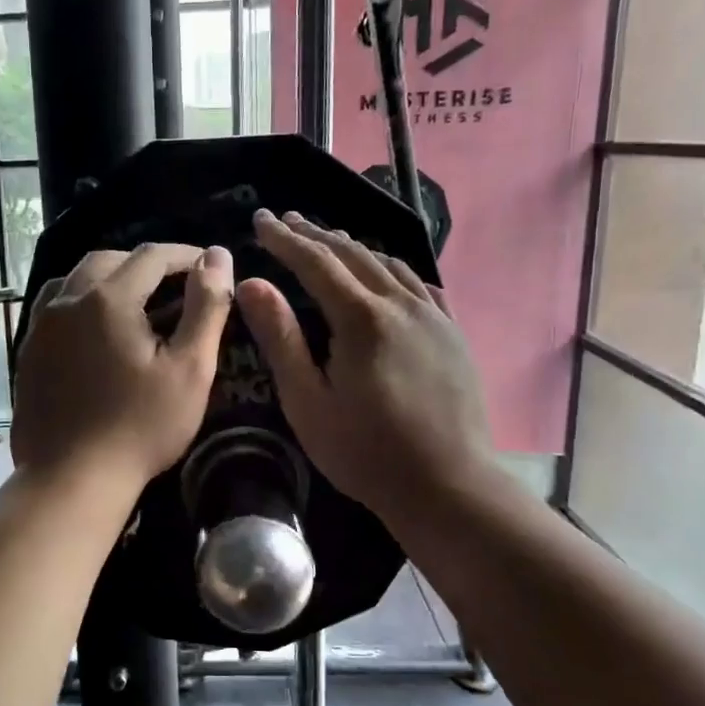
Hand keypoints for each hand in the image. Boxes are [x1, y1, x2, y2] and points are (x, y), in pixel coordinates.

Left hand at [13, 243, 234, 493]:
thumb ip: (206, 307)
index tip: (209, 265)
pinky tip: (96, 327)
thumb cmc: (141, 426)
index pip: (152, 256)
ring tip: (135, 299)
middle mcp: (67, 300)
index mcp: (108, 298)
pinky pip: (56, 307)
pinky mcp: (29, 351)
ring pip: (76, 279)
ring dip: (109, 278)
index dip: (185, 254)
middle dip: (145, 263)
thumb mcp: (190, 369)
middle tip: (175, 283)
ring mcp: (41, 326)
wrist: (72, 477)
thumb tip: (218, 256)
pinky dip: (82, 301)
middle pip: (108, 260)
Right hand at [237, 210, 495, 535]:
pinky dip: (393, 270)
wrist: (448, 485)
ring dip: (353, 248)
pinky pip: (420, 286)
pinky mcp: (454, 334)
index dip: (284, 240)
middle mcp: (401, 304)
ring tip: (328, 239)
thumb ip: (280, 338)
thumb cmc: (366, 451)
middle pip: (353, 255)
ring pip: (389, 265)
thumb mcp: (308, 401)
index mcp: (362, 318)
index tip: (260, 220)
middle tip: (287, 220)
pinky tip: (388, 275)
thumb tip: (251, 283)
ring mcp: (434, 317)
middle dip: (316, 235)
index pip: (315, 262)